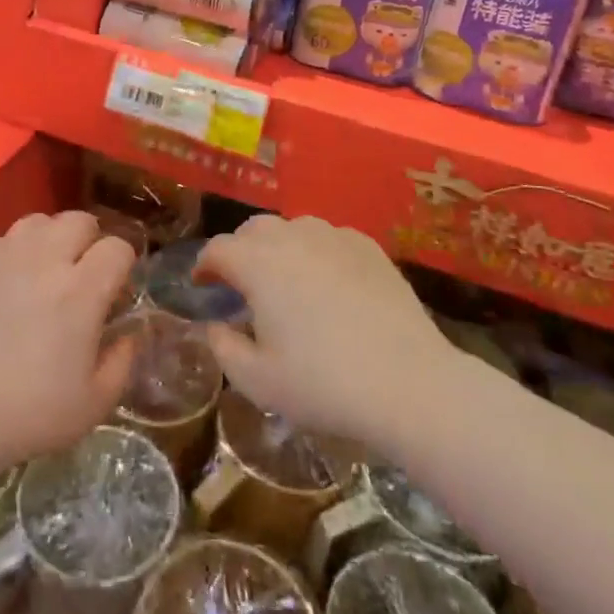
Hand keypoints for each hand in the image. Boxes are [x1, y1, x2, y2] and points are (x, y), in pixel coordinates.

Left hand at [0, 211, 135, 473]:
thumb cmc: (30, 413)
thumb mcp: (95, 402)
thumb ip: (123, 360)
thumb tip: (131, 331)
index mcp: (81, 291)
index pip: (117, 248)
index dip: (123, 265)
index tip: (116, 290)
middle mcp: (45, 260)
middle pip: (80, 220)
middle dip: (90, 242)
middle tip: (83, 274)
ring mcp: (4, 255)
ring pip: (39, 221)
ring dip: (52, 239)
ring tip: (45, 270)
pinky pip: (3, 238)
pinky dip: (13, 251)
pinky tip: (8, 281)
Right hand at [199, 215, 455, 449]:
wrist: (410, 385)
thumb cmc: (324, 385)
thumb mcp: (258, 381)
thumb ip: (223, 348)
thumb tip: (216, 325)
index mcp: (259, 264)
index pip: (218, 249)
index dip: (204, 265)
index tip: (202, 285)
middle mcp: (293, 238)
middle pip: (253, 229)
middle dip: (240, 250)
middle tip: (242, 283)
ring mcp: (335, 237)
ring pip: (293, 228)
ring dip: (278, 247)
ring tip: (285, 280)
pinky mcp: (369, 248)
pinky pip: (330, 237)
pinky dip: (317, 251)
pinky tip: (328, 281)